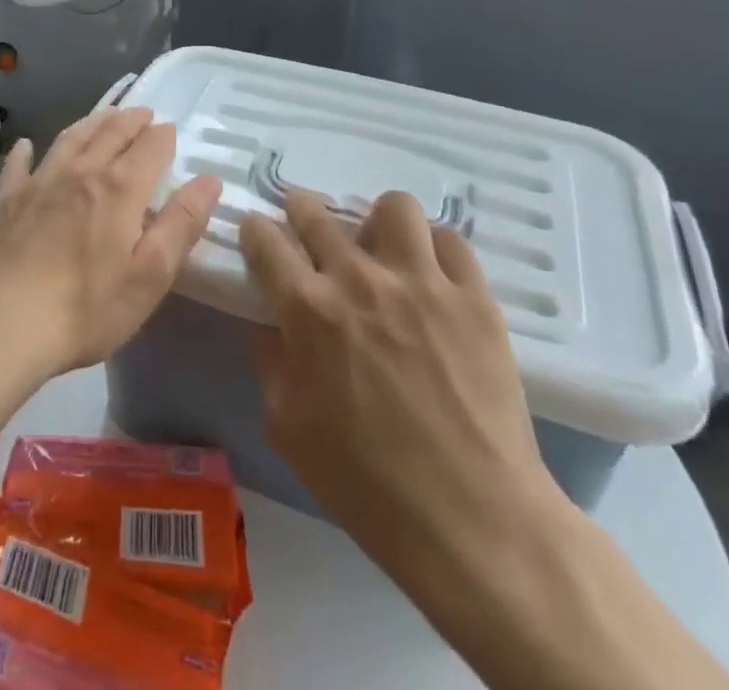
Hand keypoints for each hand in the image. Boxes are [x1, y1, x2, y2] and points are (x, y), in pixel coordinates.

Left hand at [0, 108, 222, 384]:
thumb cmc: (85, 309)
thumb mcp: (150, 276)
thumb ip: (182, 224)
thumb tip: (210, 180)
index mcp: (118, 189)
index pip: (149, 147)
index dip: (163, 136)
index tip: (171, 131)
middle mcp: (80, 172)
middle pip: (110, 133)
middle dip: (131, 120)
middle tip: (143, 113)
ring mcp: (38, 183)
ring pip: (70, 139)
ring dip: (91, 122)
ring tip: (105, 116)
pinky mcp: (6, 201)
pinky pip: (18, 166)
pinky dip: (26, 151)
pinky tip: (28, 146)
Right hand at [241, 191, 571, 634]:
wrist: (473, 521)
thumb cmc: (367, 483)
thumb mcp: (287, 429)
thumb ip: (271, 363)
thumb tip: (273, 325)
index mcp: (308, 310)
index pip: (265, 241)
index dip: (255, 230)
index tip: (258, 234)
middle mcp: (359, 279)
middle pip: (317, 213)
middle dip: (301, 211)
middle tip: (307, 227)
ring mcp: (422, 282)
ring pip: (392, 206)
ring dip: (375, 221)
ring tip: (379, 248)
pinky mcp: (474, 297)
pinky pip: (450, 240)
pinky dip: (433, 248)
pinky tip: (430, 274)